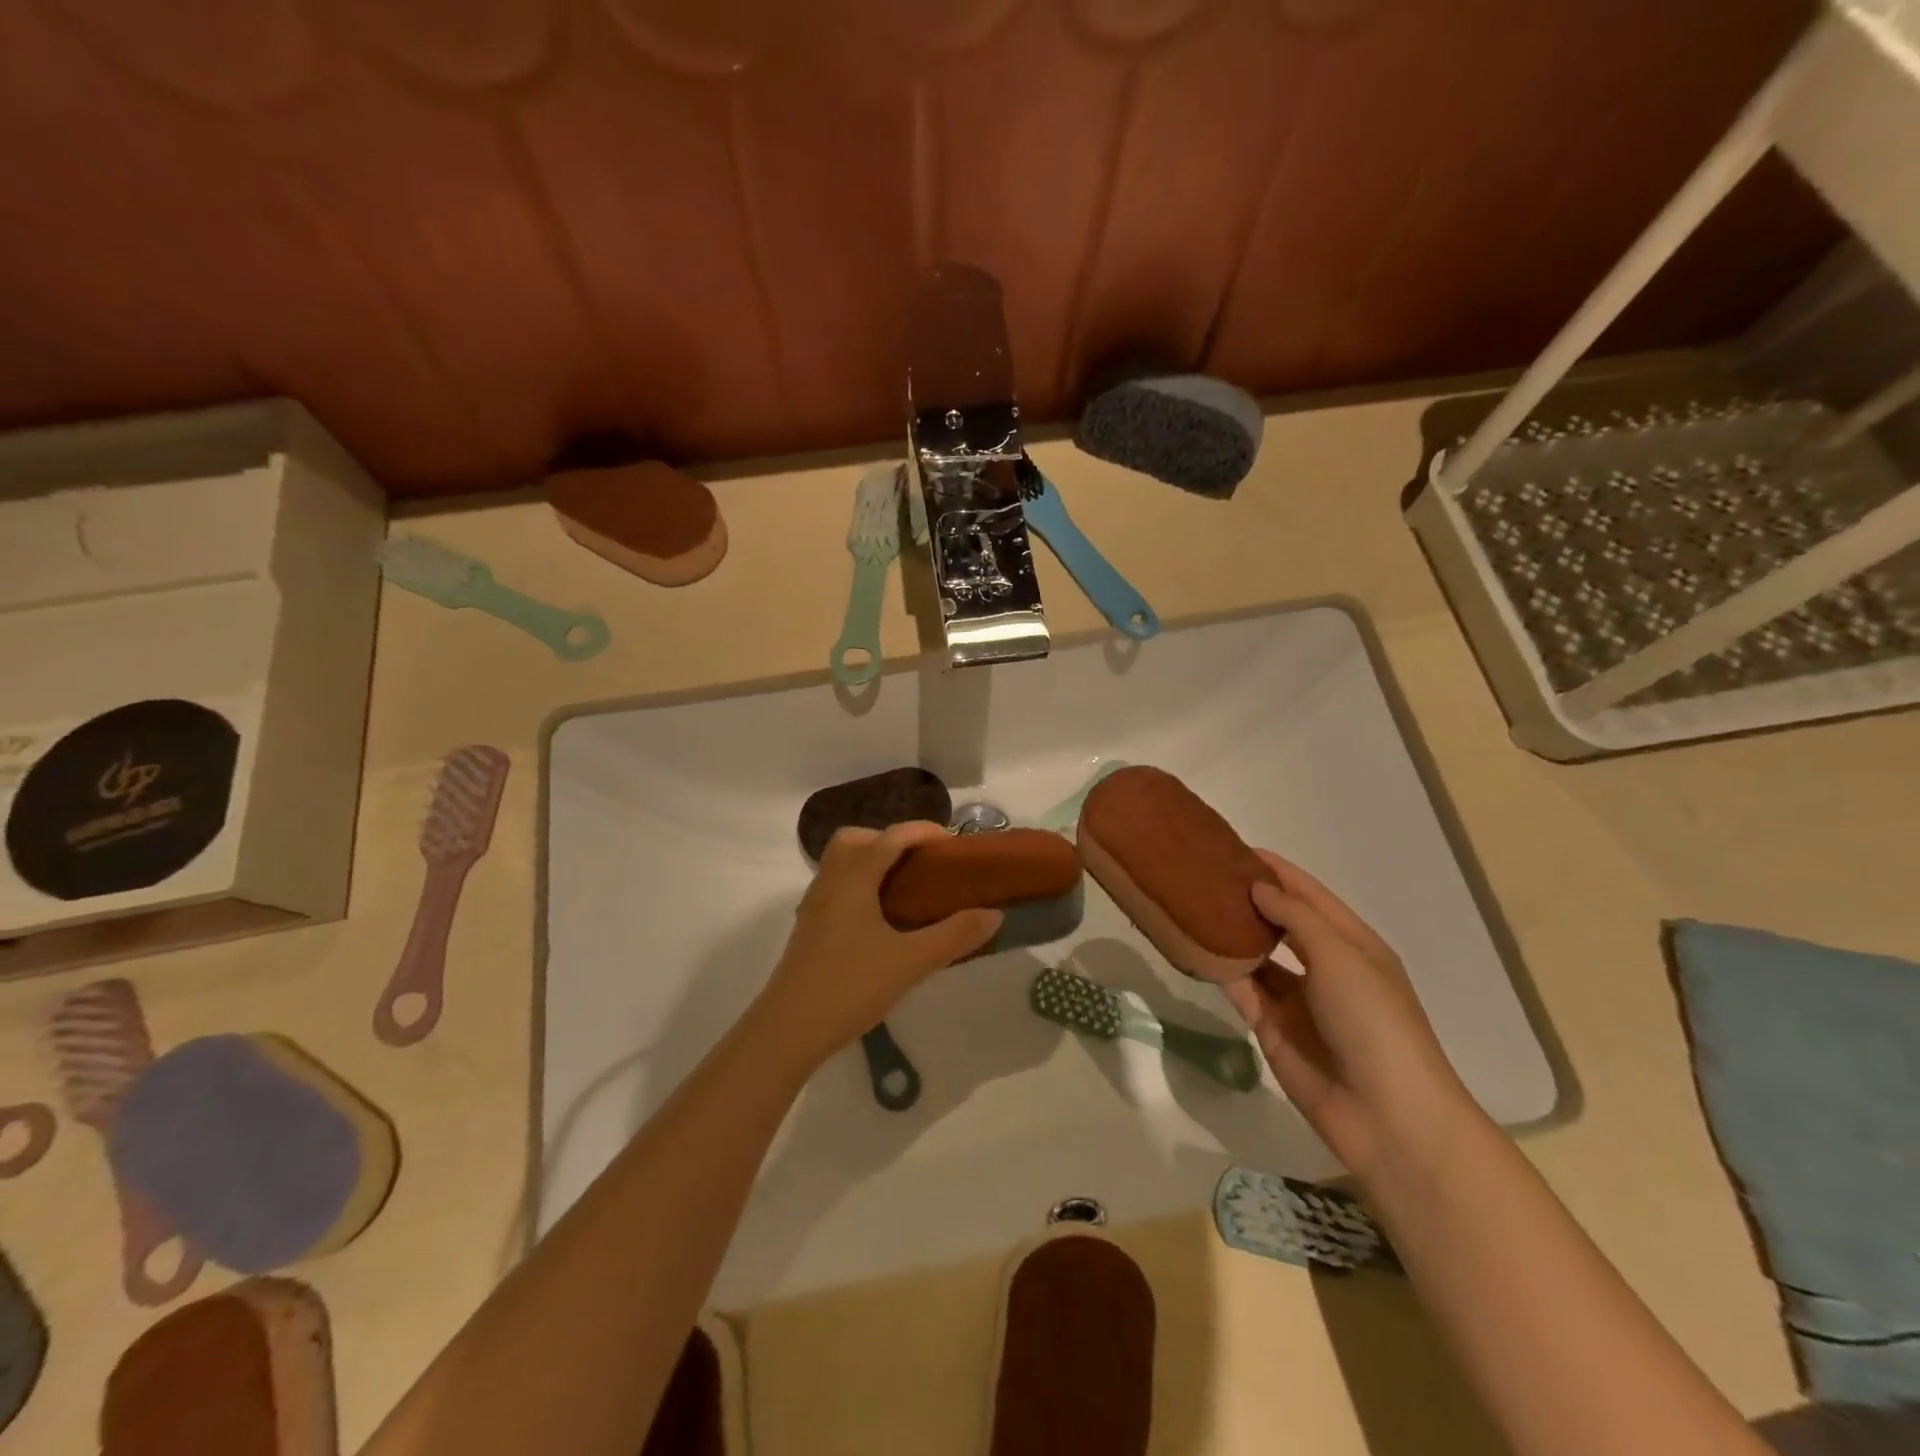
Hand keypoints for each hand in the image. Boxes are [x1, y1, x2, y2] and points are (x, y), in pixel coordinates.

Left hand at [753, 821, 1001, 1072]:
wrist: (788, 1030)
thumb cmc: (850, 986)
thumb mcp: (910, 962)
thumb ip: (954, 936)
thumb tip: (994, 914)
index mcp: (854, 878)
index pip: (890, 837)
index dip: (922, 832)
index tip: (952, 842)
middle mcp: (830, 881)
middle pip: (856, 839)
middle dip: (890, 840)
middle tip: (922, 863)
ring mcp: (815, 905)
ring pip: (842, 863)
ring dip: (873, 862)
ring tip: (907, 889)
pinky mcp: (810, 928)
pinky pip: (837, 887)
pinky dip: (861, 885)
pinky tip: (881, 919)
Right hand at [1219, 851, 1476, 1174]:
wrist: (1385, 1114)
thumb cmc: (1373, 1021)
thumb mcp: (1340, 955)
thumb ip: (1296, 916)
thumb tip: (1258, 887)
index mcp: (1353, 944)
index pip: (1310, 895)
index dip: (1278, 870)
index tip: (1236, 847)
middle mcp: (1324, 967)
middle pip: (1281, 922)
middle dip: (1250, 899)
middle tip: (1205, 873)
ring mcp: (1297, 1000)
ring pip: (1257, 954)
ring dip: (1232, 932)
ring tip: (1191, 902)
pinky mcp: (1271, 1027)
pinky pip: (1241, 988)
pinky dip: (1221, 968)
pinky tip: (1193, 945)